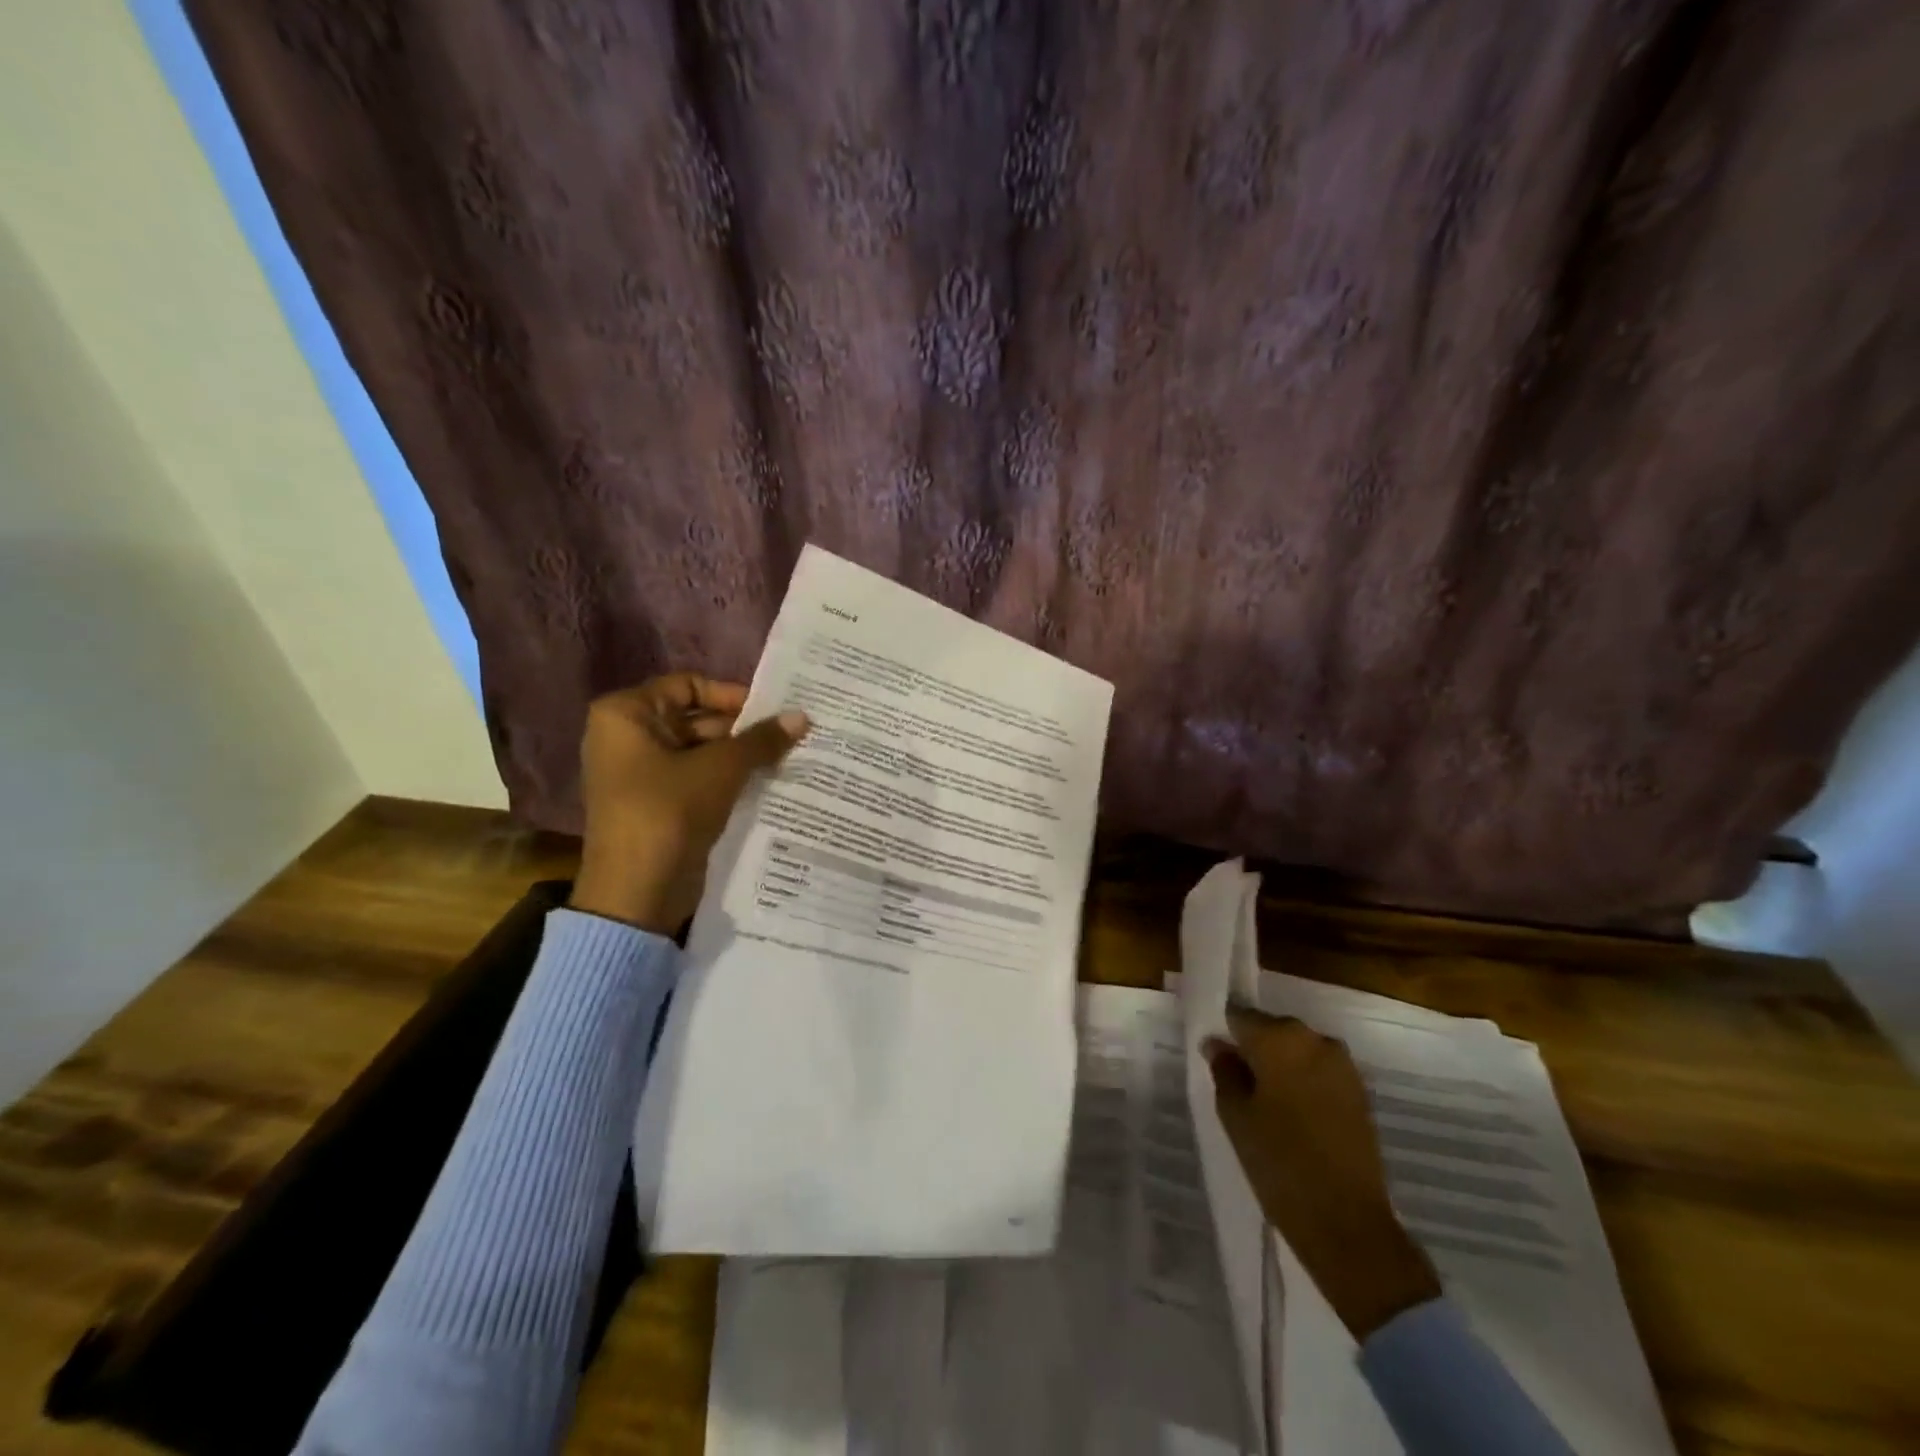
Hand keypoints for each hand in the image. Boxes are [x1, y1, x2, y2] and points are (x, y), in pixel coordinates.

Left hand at [568, 674, 807, 934]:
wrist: (637, 892)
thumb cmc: (669, 812)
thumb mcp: (721, 769)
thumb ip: (762, 739)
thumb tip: (803, 716)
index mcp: (626, 715)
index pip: (688, 685)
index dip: (732, 695)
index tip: (773, 711)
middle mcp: (627, 737)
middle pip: (696, 718)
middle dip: (743, 729)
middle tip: (791, 735)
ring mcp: (641, 772)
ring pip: (701, 751)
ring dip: (741, 756)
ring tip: (789, 757)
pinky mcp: (658, 803)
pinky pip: (698, 778)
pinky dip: (728, 779)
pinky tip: (768, 781)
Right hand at [1204, 1008, 1440, 1340]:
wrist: (1348, 1223)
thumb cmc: (1279, 1161)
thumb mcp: (1235, 1115)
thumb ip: (1224, 1070)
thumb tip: (1218, 1045)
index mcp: (1279, 1036)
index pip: (1239, 1016)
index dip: (1225, 1034)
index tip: (1216, 1057)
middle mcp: (1314, 1039)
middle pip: (1272, 1030)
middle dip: (1254, 1050)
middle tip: (1237, 1084)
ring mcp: (1343, 1065)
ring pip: (1298, 1051)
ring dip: (1281, 1067)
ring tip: (1266, 1104)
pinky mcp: (1361, 1093)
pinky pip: (1320, 1073)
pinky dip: (1304, 1084)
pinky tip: (1293, 1116)